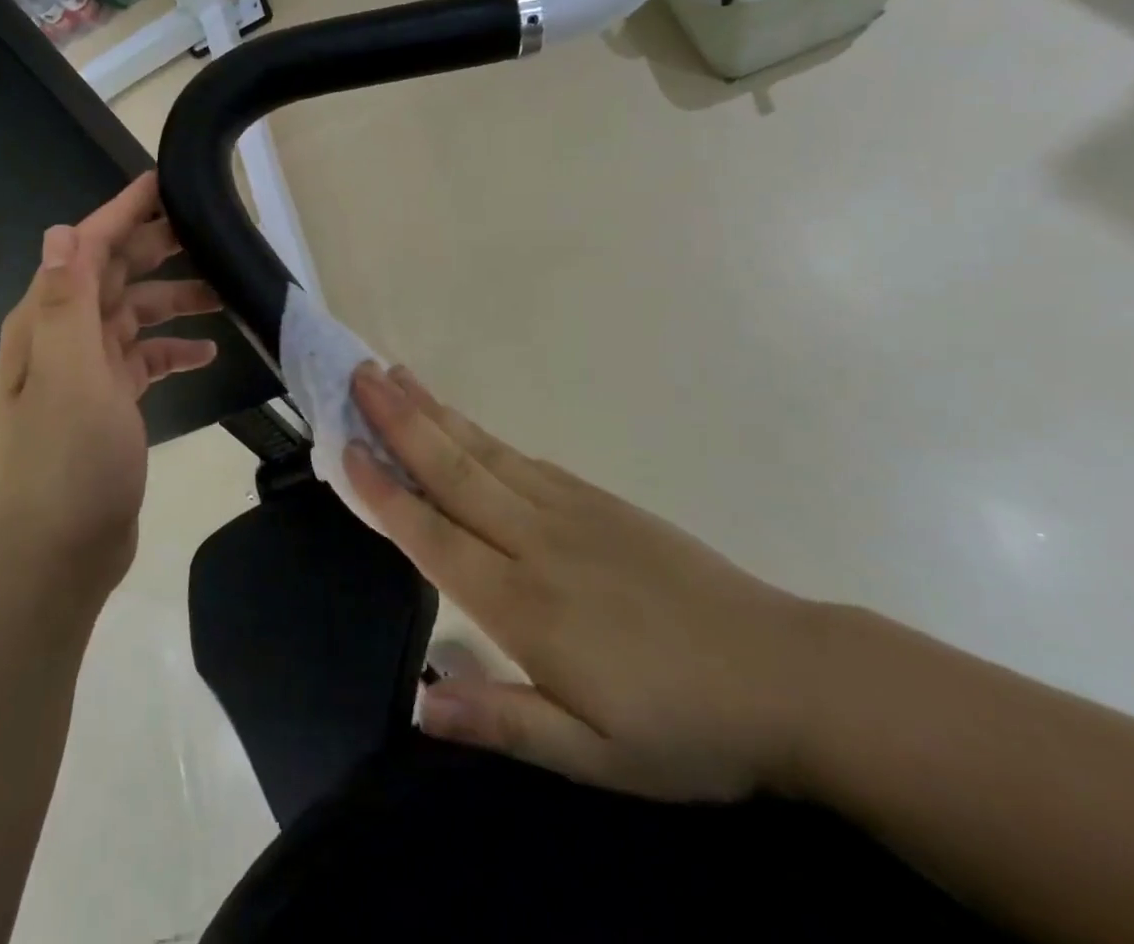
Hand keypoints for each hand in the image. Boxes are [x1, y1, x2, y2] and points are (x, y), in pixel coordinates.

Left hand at [0, 173, 220, 603]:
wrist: (53, 558)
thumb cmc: (64, 462)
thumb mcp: (69, 376)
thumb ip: (65, 302)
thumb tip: (61, 229)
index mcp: (45, 324)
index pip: (84, 249)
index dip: (121, 213)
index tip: (162, 183)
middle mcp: (61, 341)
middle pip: (112, 277)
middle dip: (156, 250)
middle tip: (207, 233)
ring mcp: (84, 375)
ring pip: (133, 318)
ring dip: (173, 302)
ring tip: (223, 293)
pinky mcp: (106, 406)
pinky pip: (142, 362)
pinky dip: (172, 351)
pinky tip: (207, 354)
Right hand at [345, 363, 828, 802]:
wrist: (789, 676)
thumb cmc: (687, 729)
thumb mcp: (597, 758)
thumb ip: (505, 723)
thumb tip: (420, 705)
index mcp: (525, 605)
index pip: (434, 535)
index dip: (385, 490)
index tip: (345, 447)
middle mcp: (536, 541)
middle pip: (453, 470)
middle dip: (399, 421)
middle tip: (358, 376)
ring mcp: (570, 511)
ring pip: (484, 451)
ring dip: (434, 411)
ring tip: (395, 375)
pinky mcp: (599, 500)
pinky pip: (524, 457)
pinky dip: (481, 432)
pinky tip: (463, 421)